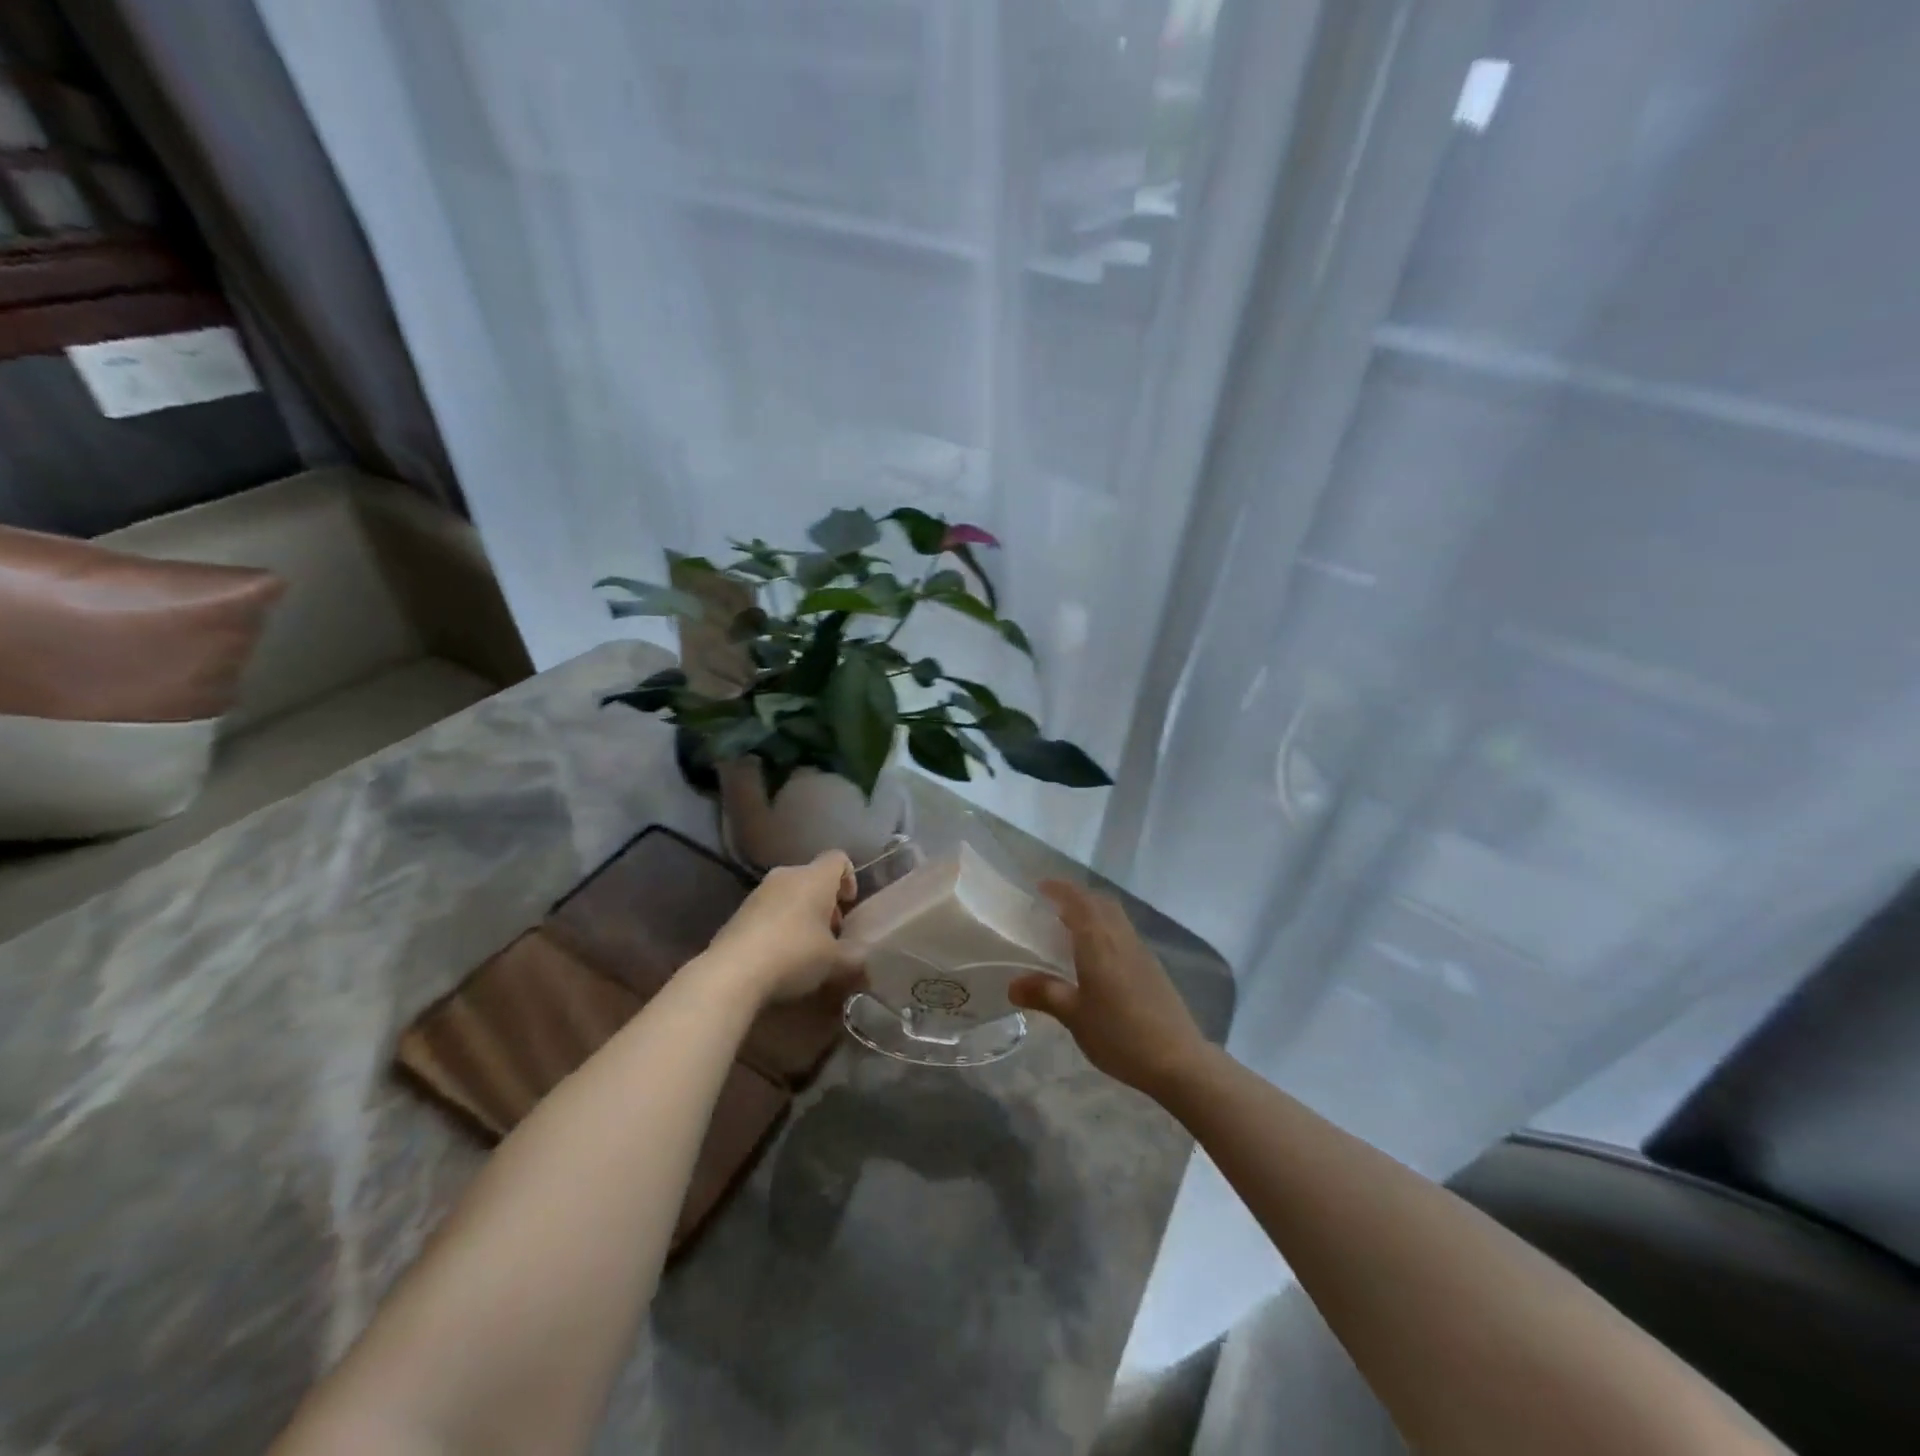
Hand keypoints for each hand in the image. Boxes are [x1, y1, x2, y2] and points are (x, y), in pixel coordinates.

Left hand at [703, 850, 862, 1004]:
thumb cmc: (794, 955)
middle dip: (825, 903)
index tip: (849, 905)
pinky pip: (768, 911)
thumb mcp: (835, 962)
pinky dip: (779, 926)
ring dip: (802, 915)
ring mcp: (758, 893)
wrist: (732, 973)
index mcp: (814, 878)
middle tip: (831, 934)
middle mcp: (786, 876)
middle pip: (813, 878)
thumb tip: (862, 957)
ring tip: (806, 949)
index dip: (849, 877)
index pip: (838, 858)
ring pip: (789, 894)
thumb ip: (855, 956)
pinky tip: (779, 956)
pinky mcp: (739, 913)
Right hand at [1008, 880, 1207, 1094]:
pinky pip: (1124, 934)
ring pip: (1115, 918)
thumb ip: (1045, 994)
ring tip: (1071, 930)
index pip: (1079, 901)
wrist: (1177, 1060)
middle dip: (1077, 898)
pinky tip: (1097, 958)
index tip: (1041, 887)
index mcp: (1099, 943)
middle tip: (1053, 907)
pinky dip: (1107, 931)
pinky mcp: (1153, 968)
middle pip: (1101, 903)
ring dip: (1094, 913)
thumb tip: (1012, 985)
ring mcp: (1141, 952)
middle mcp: (1121, 938)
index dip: (1060, 889)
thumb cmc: (1119, 1035)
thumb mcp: (1075, 1016)